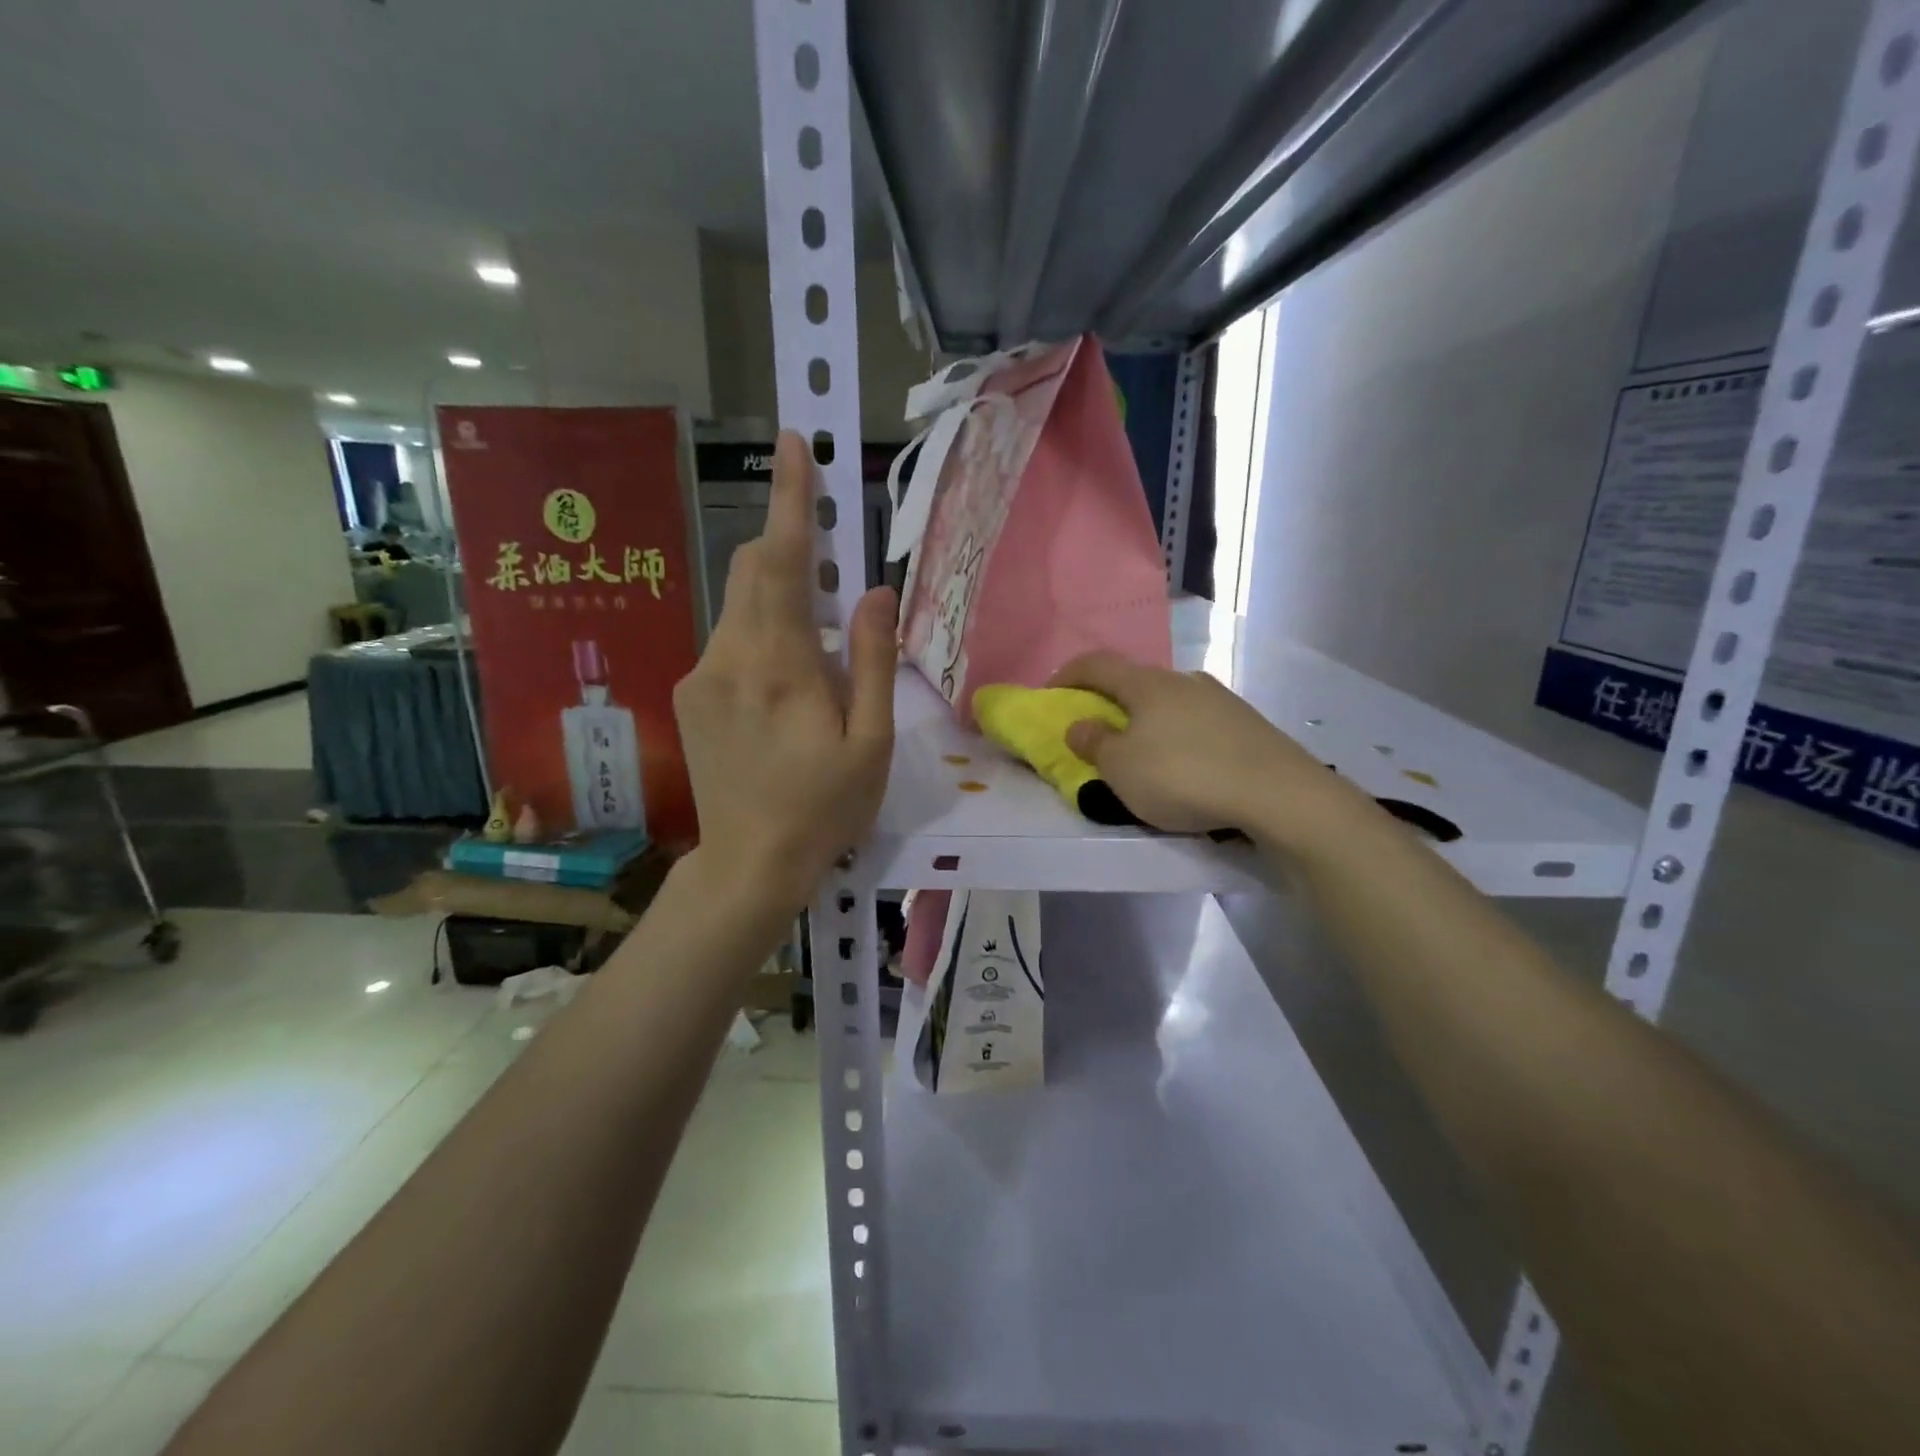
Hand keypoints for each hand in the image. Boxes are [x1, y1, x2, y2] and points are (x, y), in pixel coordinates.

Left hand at [673, 432, 896, 911]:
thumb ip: (873, 661)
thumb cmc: (825, 807)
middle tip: (826, 563)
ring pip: (740, 608)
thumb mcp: (871, 742)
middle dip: (784, 545)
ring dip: (778, 605)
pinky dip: (761, 638)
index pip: (780, 560)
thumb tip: (877, 591)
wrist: (749, 865)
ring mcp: (701, 676)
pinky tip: (784, 694)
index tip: (793, 444)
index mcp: (781, 666)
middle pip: (750, 570)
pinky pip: (729, 642)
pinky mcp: (690, 696)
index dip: (789, 499)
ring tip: (815, 669)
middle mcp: (729, 657)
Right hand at [1052, 651, 1370, 850]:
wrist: (1278, 793)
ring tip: (1145, 753)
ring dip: (1148, 720)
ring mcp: (1221, 699)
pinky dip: (1180, 736)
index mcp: (1148, 684)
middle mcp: (1184, 680)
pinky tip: (1187, 765)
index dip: (1068, 675)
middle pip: (1136, 682)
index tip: (1050, 694)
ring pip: (1171, 702)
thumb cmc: (1184, 777)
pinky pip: (1199, 722)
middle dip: (1111, 702)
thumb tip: (1080, 725)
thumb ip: (1095, 744)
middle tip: (1099, 730)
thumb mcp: (1122, 769)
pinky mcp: (1248, 724)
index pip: (1097, 664)